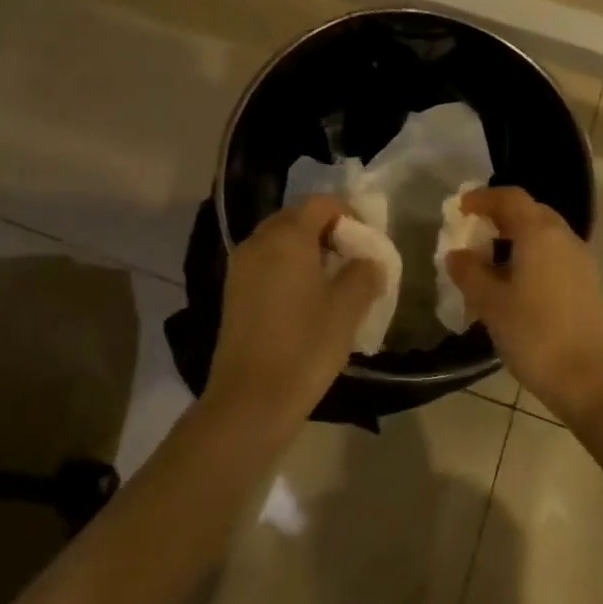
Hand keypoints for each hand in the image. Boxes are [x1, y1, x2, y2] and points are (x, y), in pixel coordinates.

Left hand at [204, 196, 383, 438]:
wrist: (250, 400)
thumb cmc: (305, 346)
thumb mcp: (348, 308)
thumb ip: (365, 273)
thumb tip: (369, 261)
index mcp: (287, 237)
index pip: (320, 203)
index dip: (348, 213)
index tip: (367, 240)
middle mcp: (258, 242)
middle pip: (296, 218)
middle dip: (327, 230)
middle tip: (352, 258)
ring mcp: (240, 267)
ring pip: (279, 241)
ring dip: (307, 249)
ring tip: (331, 280)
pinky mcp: (233, 292)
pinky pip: (266, 263)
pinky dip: (288, 267)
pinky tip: (305, 299)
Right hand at [443, 186, 602, 419]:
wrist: (591, 379)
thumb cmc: (535, 334)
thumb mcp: (490, 303)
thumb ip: (469, 272)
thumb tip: (457, 254)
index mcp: (539, 233)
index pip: (510, 197)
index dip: (483, 198)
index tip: (461, 208)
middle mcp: (564, 238)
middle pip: (531, 212)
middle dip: (501, 216)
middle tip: (474, 232)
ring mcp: (581, 261)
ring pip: (545, 235)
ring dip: (517, 239)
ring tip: (491, 262)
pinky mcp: (589, 285)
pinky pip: (555, 256)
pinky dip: (533, 257)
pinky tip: (517, 285)